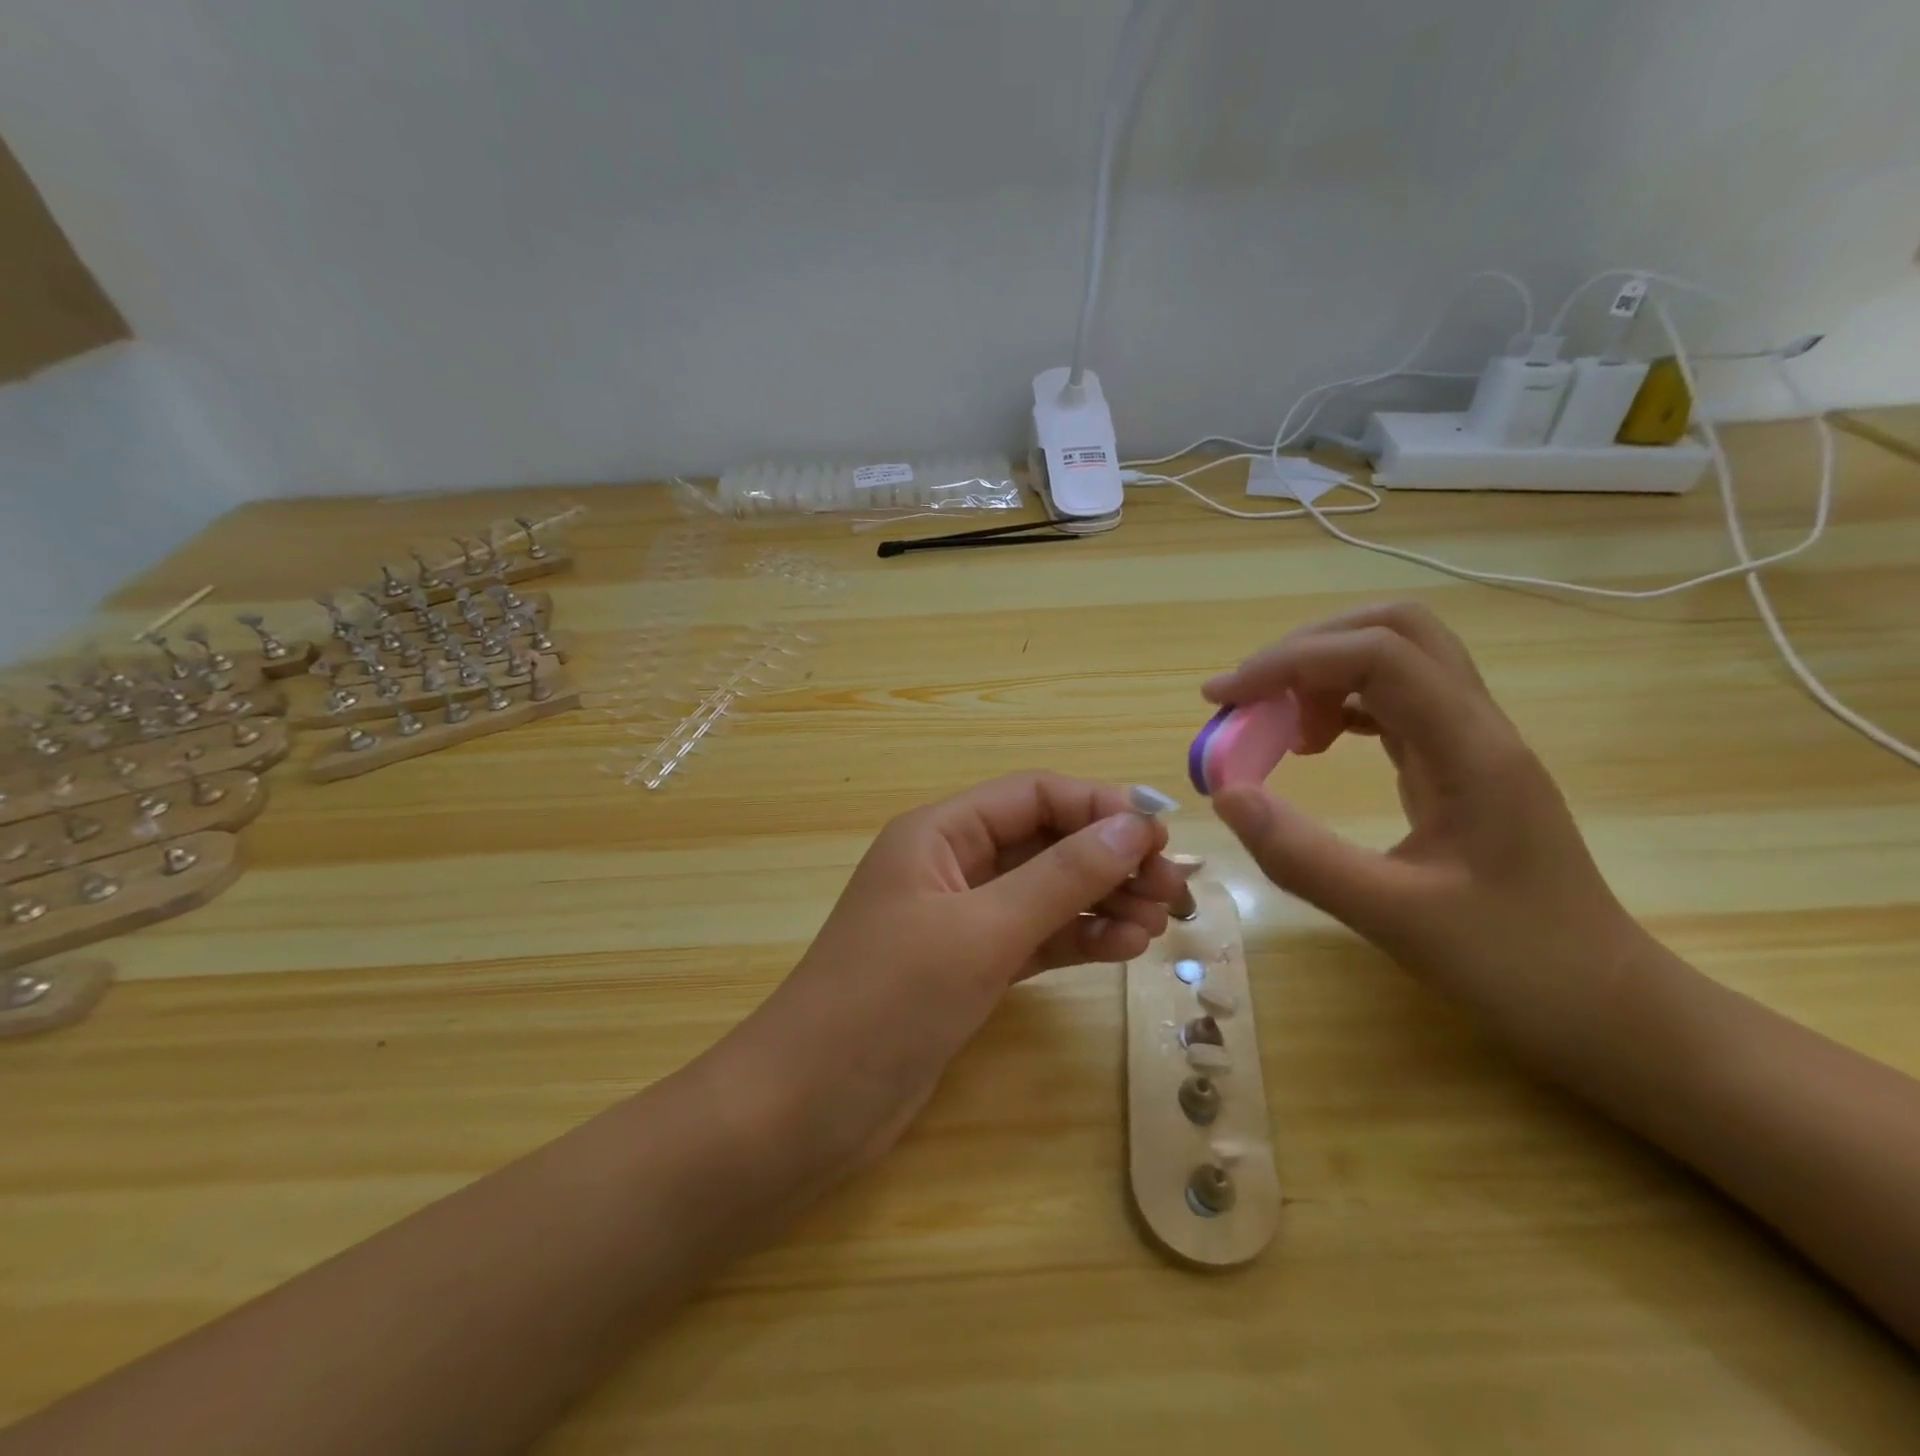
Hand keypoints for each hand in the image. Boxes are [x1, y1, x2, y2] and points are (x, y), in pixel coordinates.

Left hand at [713, 773, 1187, 1179]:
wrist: (807, 1107)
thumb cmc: (887, 1001)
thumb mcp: (981, 932)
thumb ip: (1061, 878)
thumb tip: (1136, 828)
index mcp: (939, 833)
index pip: (1033, 795)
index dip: (1099, 807)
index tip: (1162, 838)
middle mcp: (950, 865)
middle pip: (1045, 841)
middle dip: (1109, 859)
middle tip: (1175, 892)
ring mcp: (960, 920)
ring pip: (1045, 892)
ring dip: (1102, 900)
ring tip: (1158, 925)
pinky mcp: (968, 968)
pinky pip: (1035, 938)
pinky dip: (1078, 939)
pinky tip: (1124, 948)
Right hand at [1203, 604, 1645, 1063]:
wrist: (1609, 1007)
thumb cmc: (1515, 965)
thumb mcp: (1393, 917)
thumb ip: (1301, 855)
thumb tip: (1225, 792)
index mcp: (1471, 750)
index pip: (1376, 655)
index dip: (1289, 661)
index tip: (1224, 699)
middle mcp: (1477, 727)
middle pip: (1395, 630)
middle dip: (1307, 649)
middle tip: (1250, 699)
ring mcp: (1472, 744)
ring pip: (1395, 661)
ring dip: (1322, 674)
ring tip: (1276, 731)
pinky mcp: (1460, 766)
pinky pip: (1395, 704)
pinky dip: (1339, 706)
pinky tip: (1313, 746)